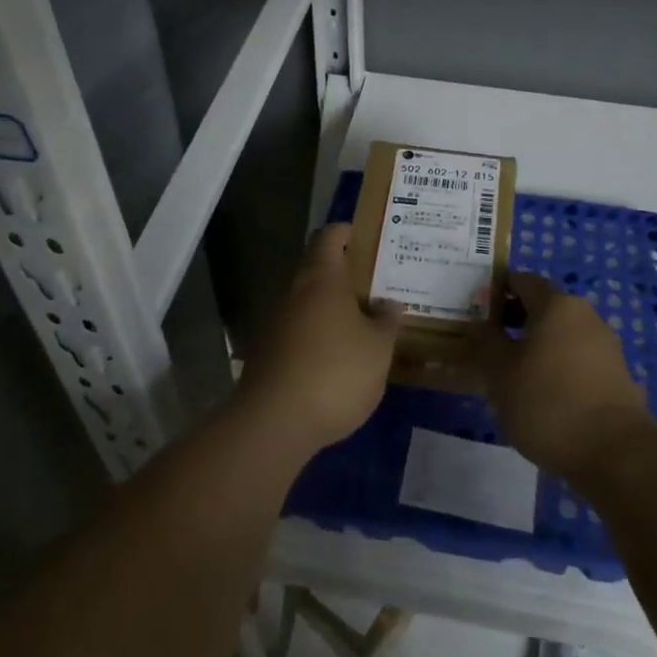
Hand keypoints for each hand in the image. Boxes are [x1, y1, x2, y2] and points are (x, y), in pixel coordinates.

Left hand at [236, 224, 402, 455]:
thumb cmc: (336, 372)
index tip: (362, 234)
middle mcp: (294, 294)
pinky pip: (297, 334)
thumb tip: (390, 304)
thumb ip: (386, 323)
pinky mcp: (266, 355)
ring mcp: (275, 324)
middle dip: (342, 275)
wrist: (274, 423)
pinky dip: (316, 337)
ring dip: (329, 309)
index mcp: (322, 280)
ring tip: (360, 323)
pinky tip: (335, 358)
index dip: (345, 232)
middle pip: (316, 271)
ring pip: (306, 304)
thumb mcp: (378, 349)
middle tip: (373, 284)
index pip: (329, 238)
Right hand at [469, 272, 649, 480]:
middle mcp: (585, 315)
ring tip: (513, 374)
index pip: (522, 281)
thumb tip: (480, 324)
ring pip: (562, 335)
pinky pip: (578, 360)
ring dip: (537, 346)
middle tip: (489, 344)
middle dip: (516, 320)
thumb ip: (486, 342)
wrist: (616, 453)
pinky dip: (558, 367)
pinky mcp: (617, 376)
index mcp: (556, 305)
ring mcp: (606, 346)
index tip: (477, 309)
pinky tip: (544, 395)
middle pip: (544, 307)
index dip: (498, 290)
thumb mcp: (500, 373)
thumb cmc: (548, 403)